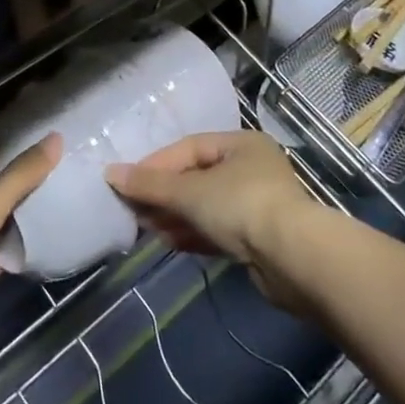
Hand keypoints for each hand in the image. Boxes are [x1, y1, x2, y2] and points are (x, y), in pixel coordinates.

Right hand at [105, 132, 313, 310]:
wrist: (294, 259)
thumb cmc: (241, 206)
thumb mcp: (189, 191)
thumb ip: (150, 184)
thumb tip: (110, 173)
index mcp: (241, 144)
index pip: (189, 148)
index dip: (156, 164)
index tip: (129, 182)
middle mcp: (251, 168)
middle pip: (196, 177)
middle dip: (164, 193)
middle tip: (134, 208)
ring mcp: (257, 204)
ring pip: (206, 205)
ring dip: (175, 216)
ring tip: (146, 227)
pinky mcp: (258, 238)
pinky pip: (217, 229)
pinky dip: (193, 233)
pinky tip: (169, 242)